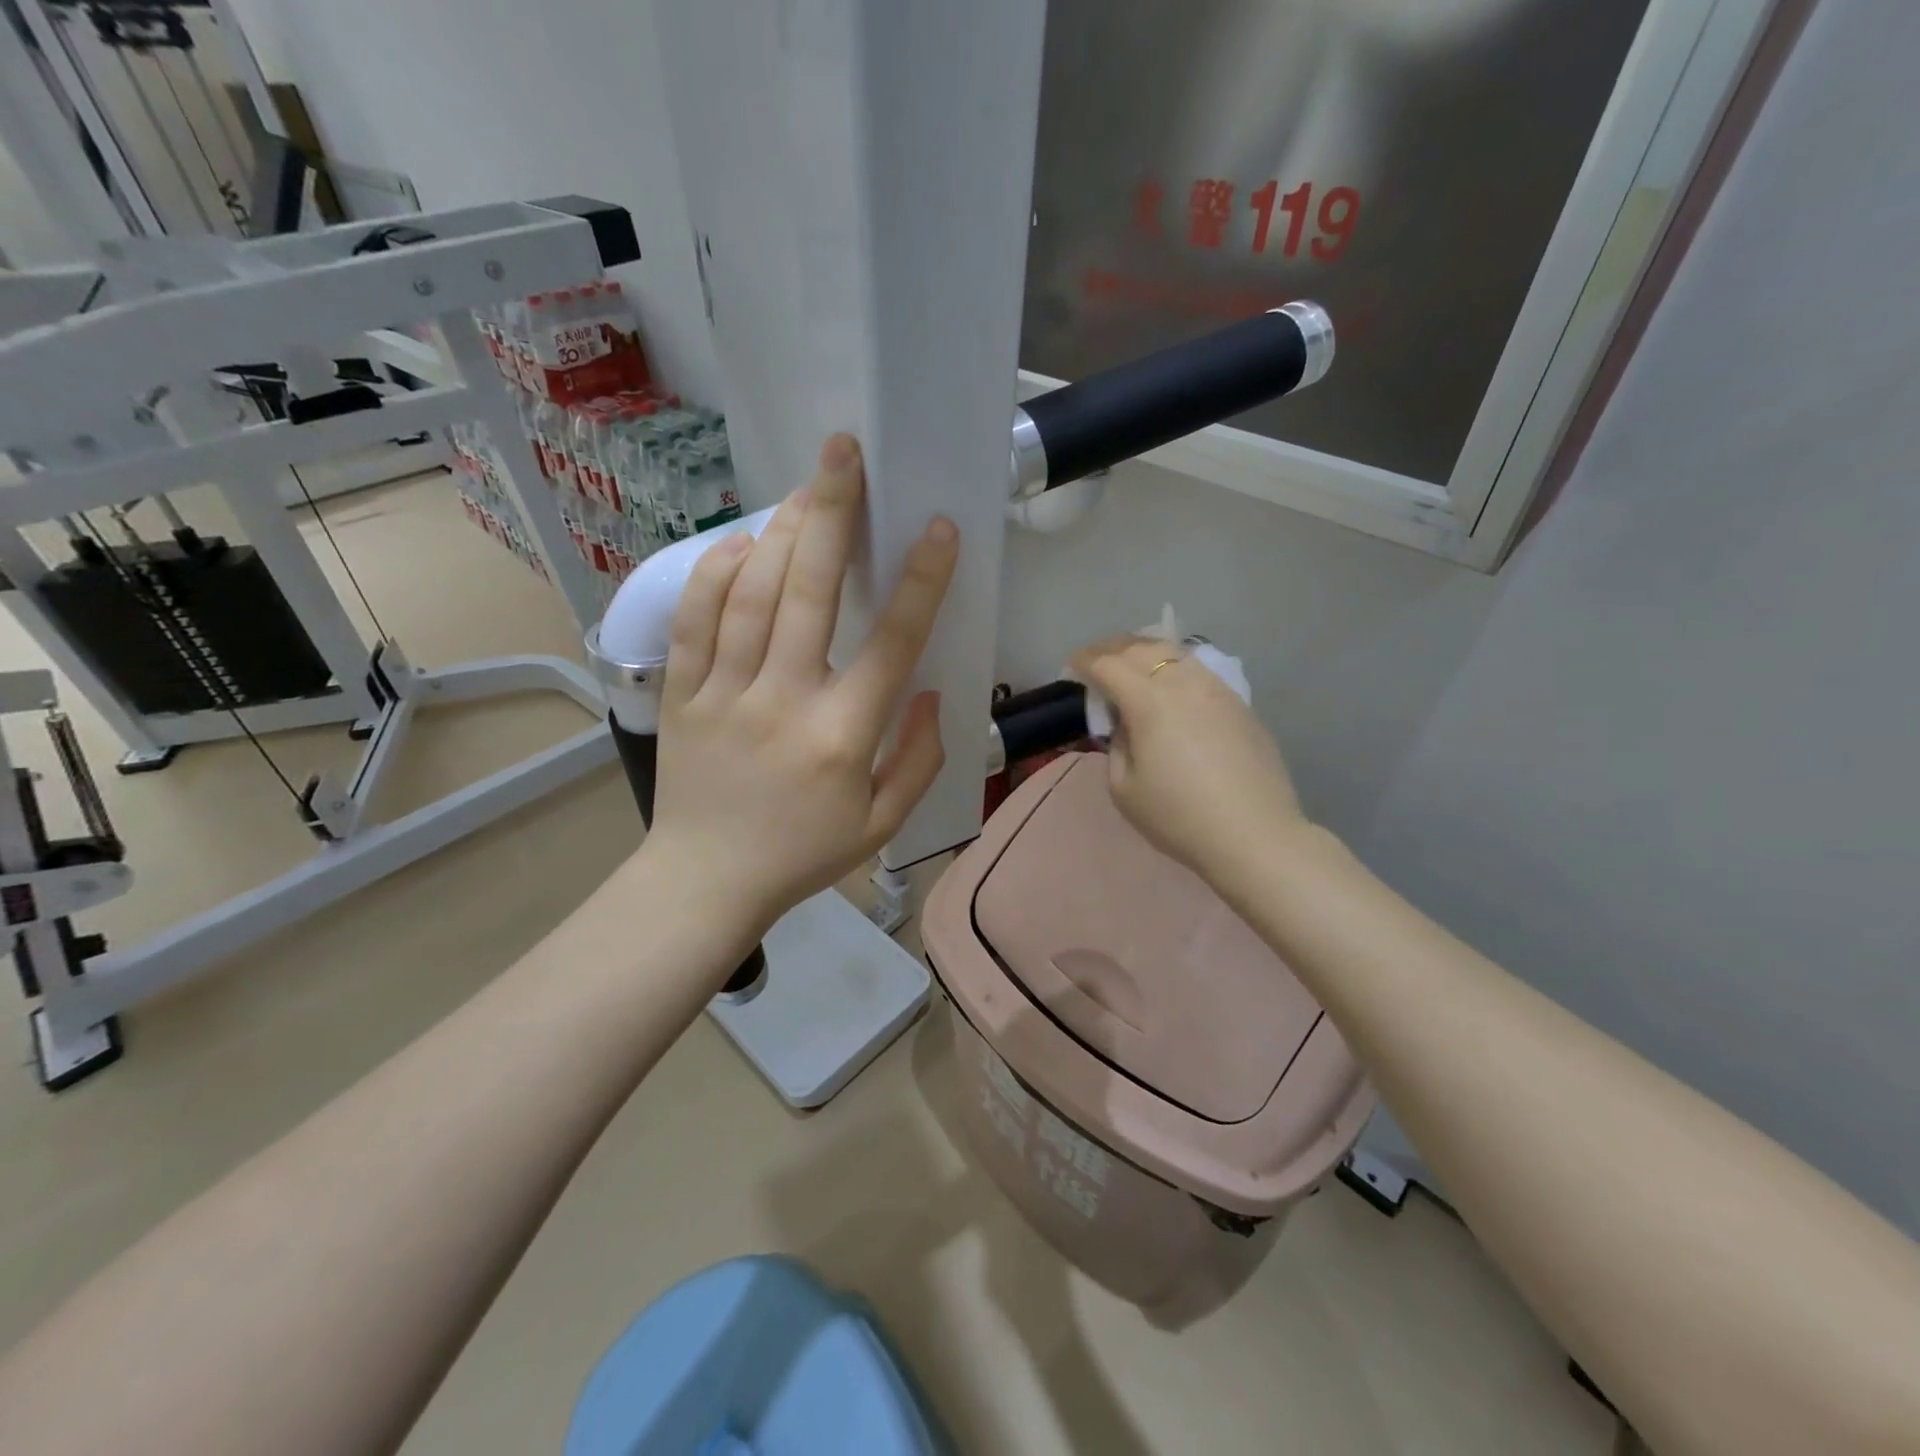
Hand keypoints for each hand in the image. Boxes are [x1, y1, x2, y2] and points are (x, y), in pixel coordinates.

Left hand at [645, 434, 958, 938]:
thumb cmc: (802, 854)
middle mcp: (782, 702)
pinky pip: (695, 621)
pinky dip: (715, 573)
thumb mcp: (882, 824)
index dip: (920, 582)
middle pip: (808, 593)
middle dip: (832, 514)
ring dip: (781, 532)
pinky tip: (740, 542)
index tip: (937, 529)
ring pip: (749, 594)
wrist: (704, 882)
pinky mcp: (680, 694)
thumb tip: (926, 691)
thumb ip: (918, 758)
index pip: (891, 644)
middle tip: (844, 453)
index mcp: (841, 737)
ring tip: (806, 488)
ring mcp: (724, 693)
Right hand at [1070, 635, 1306, 878]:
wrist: (1254, 835)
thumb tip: (1126, 724)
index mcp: (1148, 701)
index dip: (1085, 661)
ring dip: (1145, 652)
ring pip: (1174, 653)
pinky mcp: (1239, 703)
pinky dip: (1174, 667)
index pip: (1108, 665)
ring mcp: (1216, 688)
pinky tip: (1170, 684)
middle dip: (1111, 649)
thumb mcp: (1124, 788)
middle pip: (1141, 649)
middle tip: (1095, 660)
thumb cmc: (1179, 817)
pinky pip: (1198, 670)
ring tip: (1131, 664)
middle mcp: (1183, 682)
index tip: (1072, 666)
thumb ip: (1117, 745)